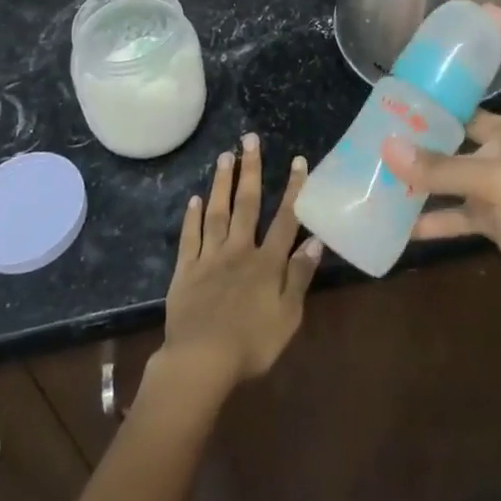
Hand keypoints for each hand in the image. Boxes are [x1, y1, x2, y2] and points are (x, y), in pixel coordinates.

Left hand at [156, 134, 322, 395]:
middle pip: (246, 204)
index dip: (293, 189)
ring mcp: (210, 257)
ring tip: (224, 155)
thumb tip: (315, 240)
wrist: (201, 361)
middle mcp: (239, 250)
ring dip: (222, 183)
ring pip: (217, 212)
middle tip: (250, 139)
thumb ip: (300, 276)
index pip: (285, 219)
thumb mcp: (288, 316)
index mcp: (267, 262)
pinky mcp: (186, 271)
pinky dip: (192, 217)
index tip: (297, 160)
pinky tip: (194, 199)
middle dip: (251, 170)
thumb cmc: (251, 343)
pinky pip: (190, 238)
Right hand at [381, 7, 500, 350]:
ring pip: (462, 161)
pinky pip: (459, 209)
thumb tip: (387, 146)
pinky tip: (400, 219)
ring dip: (430, 160)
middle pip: (482, 111)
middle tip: (401, 93)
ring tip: (387, 149)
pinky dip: (434, 214)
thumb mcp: (499, 186)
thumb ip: (442, 168)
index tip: (481, 14)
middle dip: (445, 103)